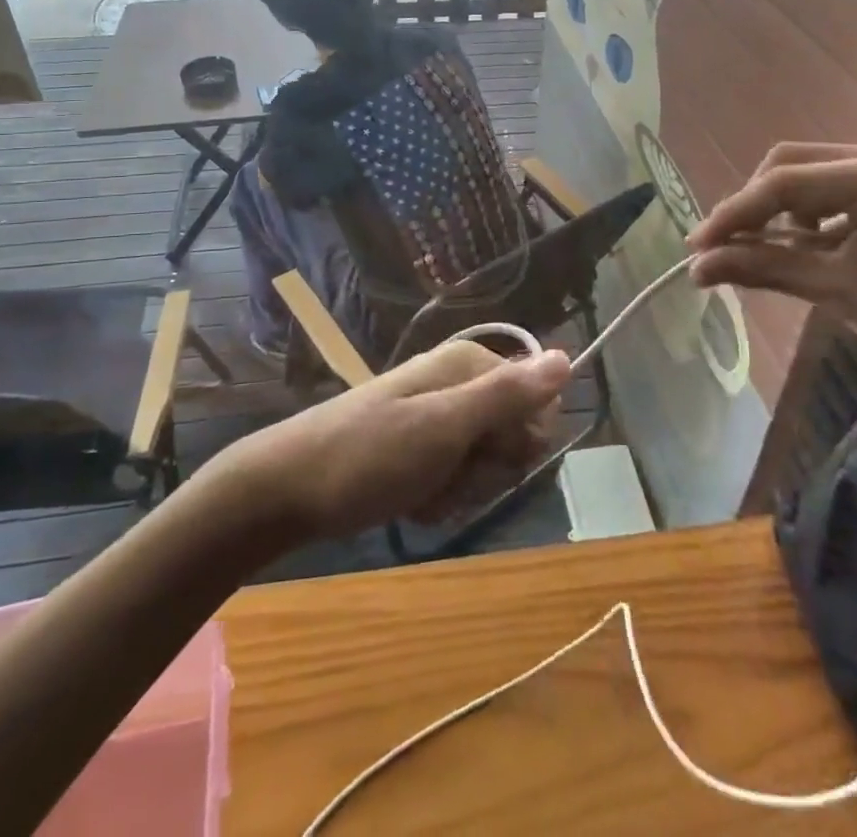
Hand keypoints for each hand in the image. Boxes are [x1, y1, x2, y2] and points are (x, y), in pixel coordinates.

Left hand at [222, 340, 571, 542]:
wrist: (288, 488)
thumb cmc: (370, 454)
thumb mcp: (445, 424)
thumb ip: (507, 393)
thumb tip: (568, 357)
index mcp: (468, 365)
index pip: (536, 404)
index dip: (519, 441)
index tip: (484, 455)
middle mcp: (457, 383)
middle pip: (511, 436)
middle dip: (486, 469)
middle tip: (446, 473)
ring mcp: (436, 415)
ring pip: (484, 463)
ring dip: (460, 487)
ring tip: (422, 489)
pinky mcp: (419, 446)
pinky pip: (454, 475)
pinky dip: (439, 495)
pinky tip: (411, 499)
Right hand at [686, 143, 856, 381]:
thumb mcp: (839, 292)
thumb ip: (765, 270)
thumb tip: (697, 267)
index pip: (784, 184)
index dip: (734, 214)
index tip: (696, 246)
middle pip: (789, 164)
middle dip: (752, 206)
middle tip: (724, 248)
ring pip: (804, 170)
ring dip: (775, 208)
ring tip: (762, 250)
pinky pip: (827, 182)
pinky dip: (802, 211)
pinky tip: (802, 243)